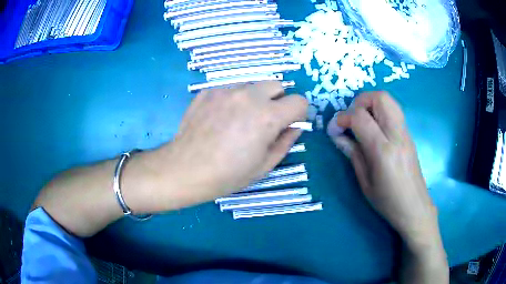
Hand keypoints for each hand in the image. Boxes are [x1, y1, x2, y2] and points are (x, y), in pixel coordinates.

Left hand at [147, 82, 307, 207]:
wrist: (185, 170)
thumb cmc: (227, 174)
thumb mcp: (264, 166)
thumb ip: (286, 142)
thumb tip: (295, 127)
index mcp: (267, 116)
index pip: (299, 101)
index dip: (298, 113)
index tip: (289, 124)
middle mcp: (249, 96)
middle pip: (277, 85)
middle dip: (278, 100)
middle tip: (265, 121)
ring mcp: (226, 91)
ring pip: (252, 86)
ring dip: (255, 99)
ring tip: (240, 120)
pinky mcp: (208, 92)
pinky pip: (230, 89)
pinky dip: (233, 100)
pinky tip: (220, 119)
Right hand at [326, 91, 437, 244]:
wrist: (414, 207)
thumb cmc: (388, 202)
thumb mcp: (365, 183)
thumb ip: (353, 154)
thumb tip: (338, 136)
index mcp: (383, 151)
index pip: (360, 118)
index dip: (342, 118)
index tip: (334, 129)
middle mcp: (396, 135)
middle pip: (380, 98)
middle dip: (360, 101)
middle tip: (351, 119)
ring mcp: (405, 133)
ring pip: (389, 100)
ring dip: (371, 103)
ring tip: (361, 121)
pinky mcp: (409, 135)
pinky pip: (394, 111)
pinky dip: (380, 111)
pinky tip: (374, 129)